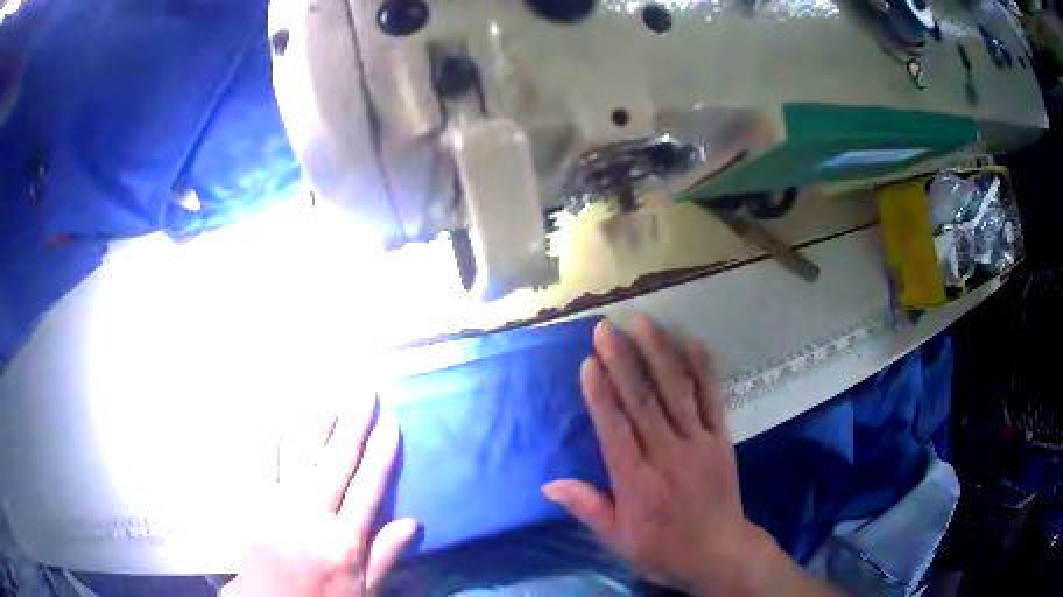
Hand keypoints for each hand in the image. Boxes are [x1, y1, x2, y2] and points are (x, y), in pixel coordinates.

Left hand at [224, 396, 417, 596]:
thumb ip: (385, 557)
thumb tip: (413, 522)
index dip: (380, 456)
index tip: (390, 425)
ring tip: (331, 397)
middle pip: (336, 466)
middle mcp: (311, 522)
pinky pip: (264, 466)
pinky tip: (279, 417)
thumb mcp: (363, 591)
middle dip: (353, 427)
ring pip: (300, 459)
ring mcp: (278, 510)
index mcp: (343, 546)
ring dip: (317, 425)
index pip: (367, 491)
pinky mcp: (254, 506)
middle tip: (365, 393)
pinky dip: (272, 440)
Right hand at [543, 316, 828, 595]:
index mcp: (637, 481)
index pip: (615, 429)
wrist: (719, 552)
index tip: (589, 362)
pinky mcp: (721, 438)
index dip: (601, 394)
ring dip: (659, 353)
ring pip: (677, 391)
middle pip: (643, 401)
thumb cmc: (663, 547)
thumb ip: (587, 507)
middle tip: (607, 329)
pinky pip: (712, 398)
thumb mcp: (618, 539)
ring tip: (643, 322)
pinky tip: (692, 342)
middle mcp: (667, 455)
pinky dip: (703, 369)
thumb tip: (548, 485)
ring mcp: (698, 443)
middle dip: (623, 361)